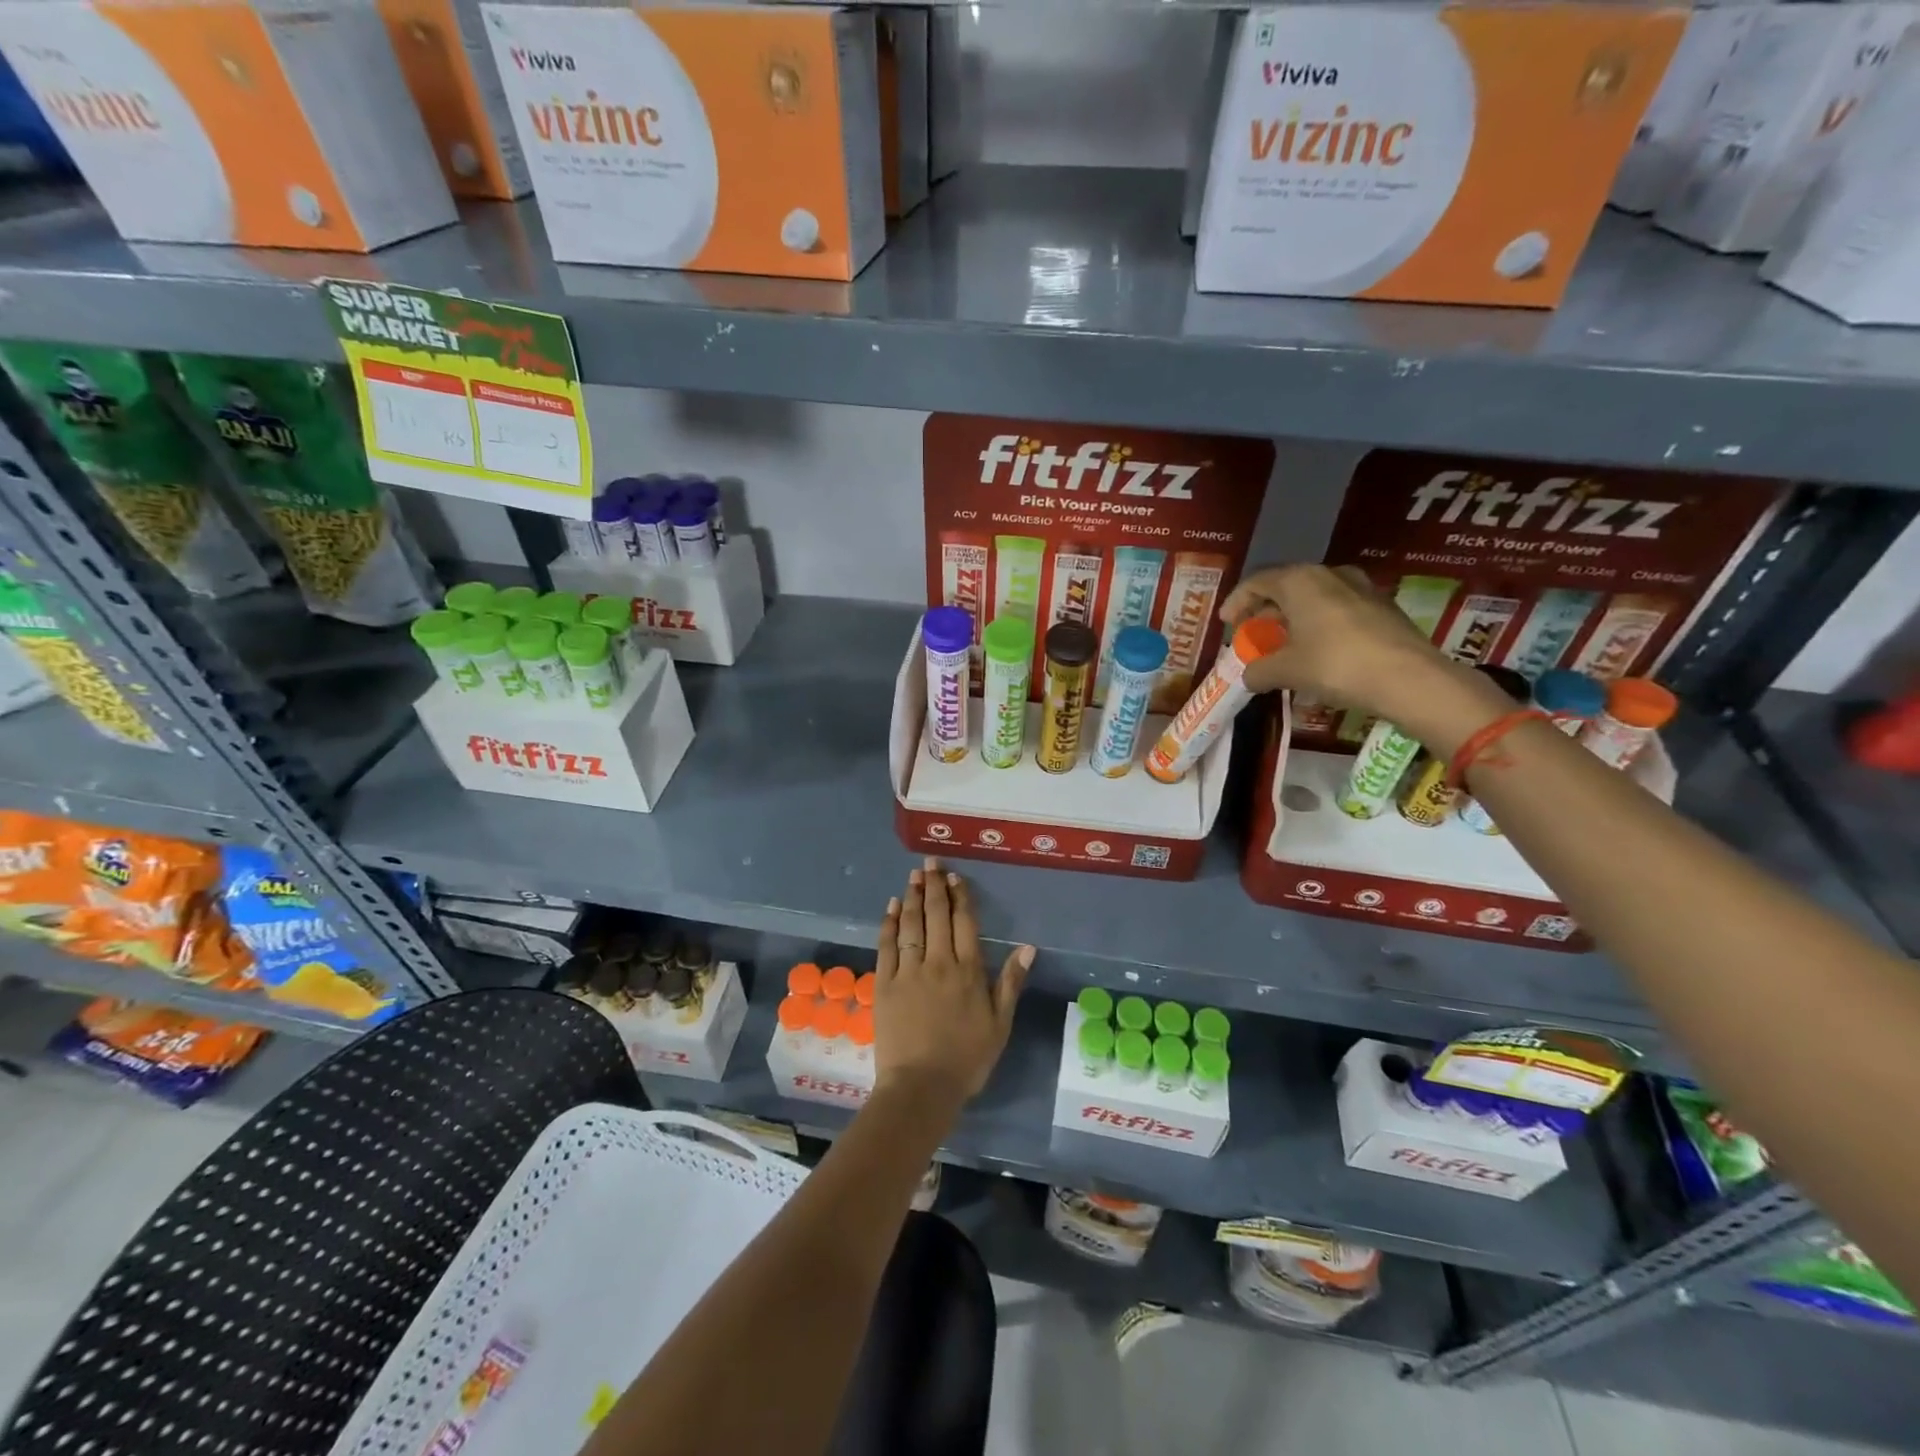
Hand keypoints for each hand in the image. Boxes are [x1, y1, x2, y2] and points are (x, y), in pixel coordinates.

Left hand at [873, 857, 1032, 1111]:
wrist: (921, 1087)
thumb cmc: (967, 1058)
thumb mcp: (999, 1024)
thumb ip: (1010, 982)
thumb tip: (1028, 947)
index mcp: (967, 971)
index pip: (964, 922)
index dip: (960, 896)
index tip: (955, 877)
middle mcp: (938, 962)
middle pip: (936, 915)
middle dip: (933, 886)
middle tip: (930, 862)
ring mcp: (908, 971)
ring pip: (910, 924)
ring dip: (911, 896)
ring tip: (913, 875)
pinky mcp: (884, 983)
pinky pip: (887, 945)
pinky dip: (888, 923)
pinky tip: (890, 906)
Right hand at [1221, 564, 1508, 749]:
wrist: (1409, 678)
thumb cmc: (1335, 665)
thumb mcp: (1287, 671)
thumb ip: (1260, 670)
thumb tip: (1249, 676)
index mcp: (1300, 581)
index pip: (1257, 582)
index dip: (1236, 601)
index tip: (1226, 622)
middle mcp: (1330, 575)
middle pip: (1286, 587)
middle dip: (1266, 611)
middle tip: (1253, 633)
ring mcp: (1361, 588)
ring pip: (1315, 598)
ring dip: (1294, 619)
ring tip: (1284, 645)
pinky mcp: (1382, 607)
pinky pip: (1338, 611)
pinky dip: (1319, 626)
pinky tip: (1317, 653)